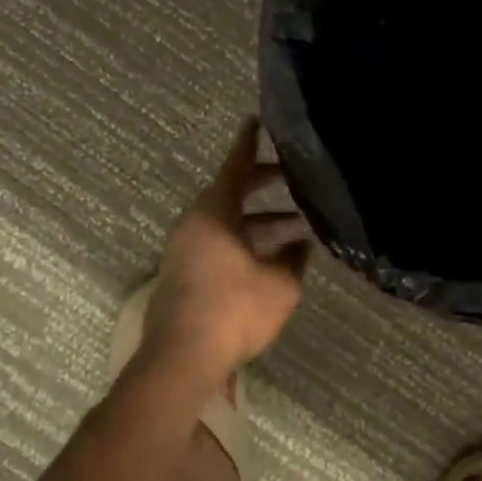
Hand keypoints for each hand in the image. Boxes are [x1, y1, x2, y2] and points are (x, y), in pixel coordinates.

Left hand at [136, 118, 310, 388]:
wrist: (180, 359)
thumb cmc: (233, 311)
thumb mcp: (279, 285)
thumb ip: (293, 259)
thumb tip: (300, 242)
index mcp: (214, 212)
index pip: (235, 166)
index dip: (248, 143)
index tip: (255, 121)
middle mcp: (195, 223)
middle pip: (231, 192)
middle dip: (263, 184)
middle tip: (292, 179)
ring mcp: (185, 249)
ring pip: (227, 222)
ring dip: (259, 222)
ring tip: (296, 229)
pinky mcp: (184, 274)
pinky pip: (219, 243)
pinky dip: (245, 241)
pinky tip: (271, 259)